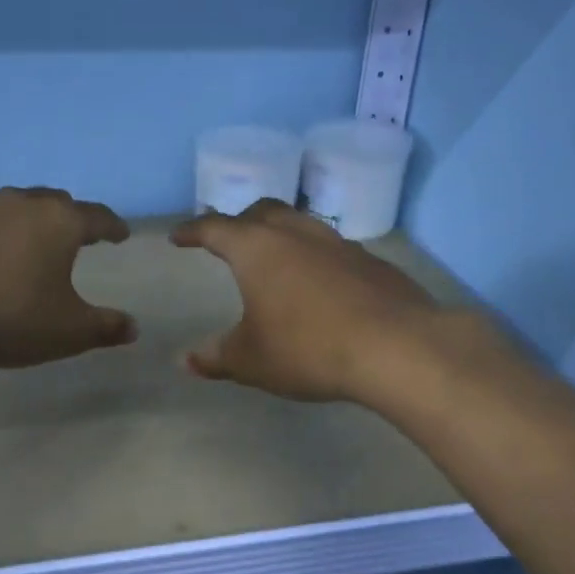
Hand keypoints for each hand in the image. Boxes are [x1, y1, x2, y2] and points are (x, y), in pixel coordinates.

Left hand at [0, 187, 137, 369]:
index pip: (97, 217)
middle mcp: (21, 205)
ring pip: (17, 208)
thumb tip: (132, 328)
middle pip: (56, 202)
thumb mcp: (68, 331)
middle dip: (72, 217)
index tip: (121, 234)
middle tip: (80, 233)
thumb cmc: (11, 316)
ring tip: (36, 244)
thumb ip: (105, 327)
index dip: (112, 227)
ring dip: (32, 222)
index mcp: (59, 222)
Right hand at [171, 200, 446, 403]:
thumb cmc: (308, 348)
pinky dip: (315, 257)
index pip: (215, 228)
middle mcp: (297, 234)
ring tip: (275, 258)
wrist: (395, 347)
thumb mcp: (251, 360)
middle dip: (240, 222)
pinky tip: (320, 284)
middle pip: (263, 212)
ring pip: (301, 224)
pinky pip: (332, 249)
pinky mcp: (372, 262)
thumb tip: (185, 361)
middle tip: (229, 239)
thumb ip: (216, 357)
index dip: (193, 231)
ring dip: (281, 234)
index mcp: (258, 249)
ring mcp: (339, 244)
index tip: (179, 237)